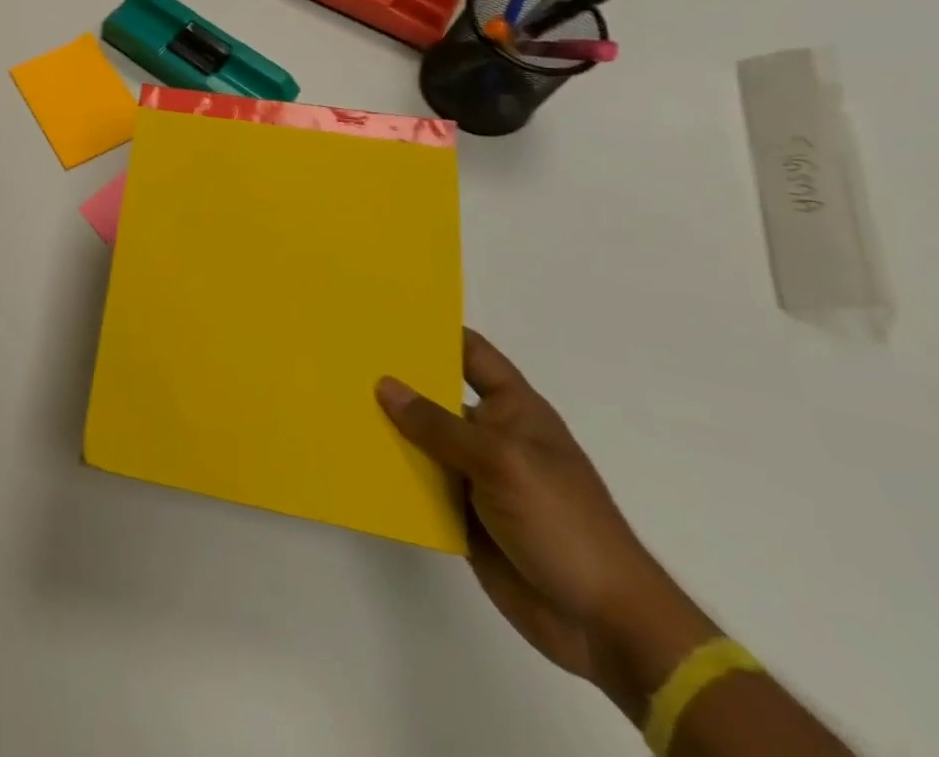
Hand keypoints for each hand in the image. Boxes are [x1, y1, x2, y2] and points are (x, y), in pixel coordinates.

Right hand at [376, 332, 714, 711]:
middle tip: (342, 357)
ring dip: (387, 429)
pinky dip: (392, 474)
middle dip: (396, 380)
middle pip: (436, 396)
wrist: (603, 624)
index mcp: (514, 410)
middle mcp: (491, 435)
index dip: (436, 332)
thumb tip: (385, 384)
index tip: (386, 314)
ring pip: (421, 441)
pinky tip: (354, 458)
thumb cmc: (564, 522)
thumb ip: (439, 425)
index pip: (472, 354)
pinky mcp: (462, 515)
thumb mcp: (500, 462)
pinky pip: (419, 484)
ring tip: (334, 402)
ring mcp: (476, 476)